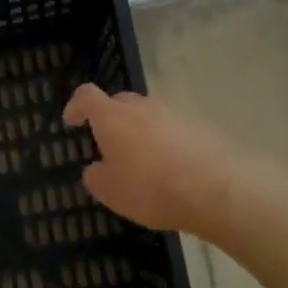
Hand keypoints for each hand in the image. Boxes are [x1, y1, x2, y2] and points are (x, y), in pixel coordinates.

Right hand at [63, 85, 237, 235]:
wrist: (215, 189)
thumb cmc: (150, 188)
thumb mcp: (110, 191)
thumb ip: (95, 176)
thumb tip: (96, 168)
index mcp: (112, 117)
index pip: (86, 96)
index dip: (75, 106)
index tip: (72, 122)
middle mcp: (141, 107)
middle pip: (119, 102)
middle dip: (110, 119)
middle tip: (108, 146)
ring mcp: (172, 113)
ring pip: (147, 116)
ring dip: (139, 132)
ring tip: (142, 162)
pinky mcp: (197, 126)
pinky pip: (171, 129)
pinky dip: (164, 142)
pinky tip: (169, 168)